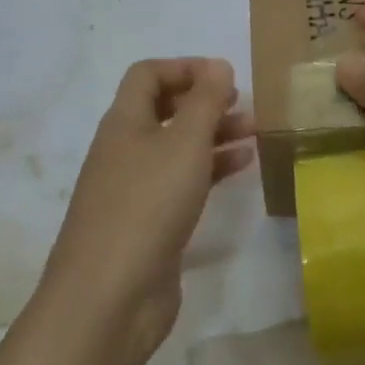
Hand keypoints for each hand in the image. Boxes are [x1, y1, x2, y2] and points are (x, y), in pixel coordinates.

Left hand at [41, 58, 253, 360]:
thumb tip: (217, 65)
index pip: (147, 75)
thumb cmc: (147, 206)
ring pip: (176, 148)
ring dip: (213, 136)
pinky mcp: (148, 223)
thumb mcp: (184, 144)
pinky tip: (242, 169)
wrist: (109, 298)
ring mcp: (134, 189)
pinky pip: (182, 182)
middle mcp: (124, 150)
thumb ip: (205, 101)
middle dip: (205, 103)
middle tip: (244, 106)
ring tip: (255, 135)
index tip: (225, 78)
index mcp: (123, 122)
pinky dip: (211, 170)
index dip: (185, 68)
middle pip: (164, 110)